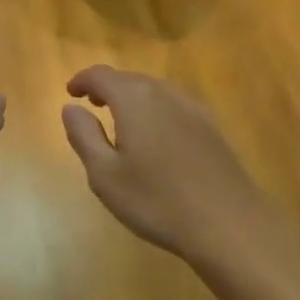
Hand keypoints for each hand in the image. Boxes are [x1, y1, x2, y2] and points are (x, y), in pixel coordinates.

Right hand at [61, 66, 281, 264]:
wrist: (228, 224)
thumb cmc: (157, 201)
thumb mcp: (105, 175)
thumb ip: (84, 135)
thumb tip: (71, 107)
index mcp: (134, 99)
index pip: (102, 75)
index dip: (83, 80)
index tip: (71, 92)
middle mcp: (164, 93)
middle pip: (130, 79)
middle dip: (108, 88)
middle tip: (92, 105)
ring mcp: (193, 108)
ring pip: (155, 90)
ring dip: (133, 98)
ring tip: (121, 120)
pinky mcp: (213, 128)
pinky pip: (175, 106)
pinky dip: (157, 109)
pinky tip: (157, 136)